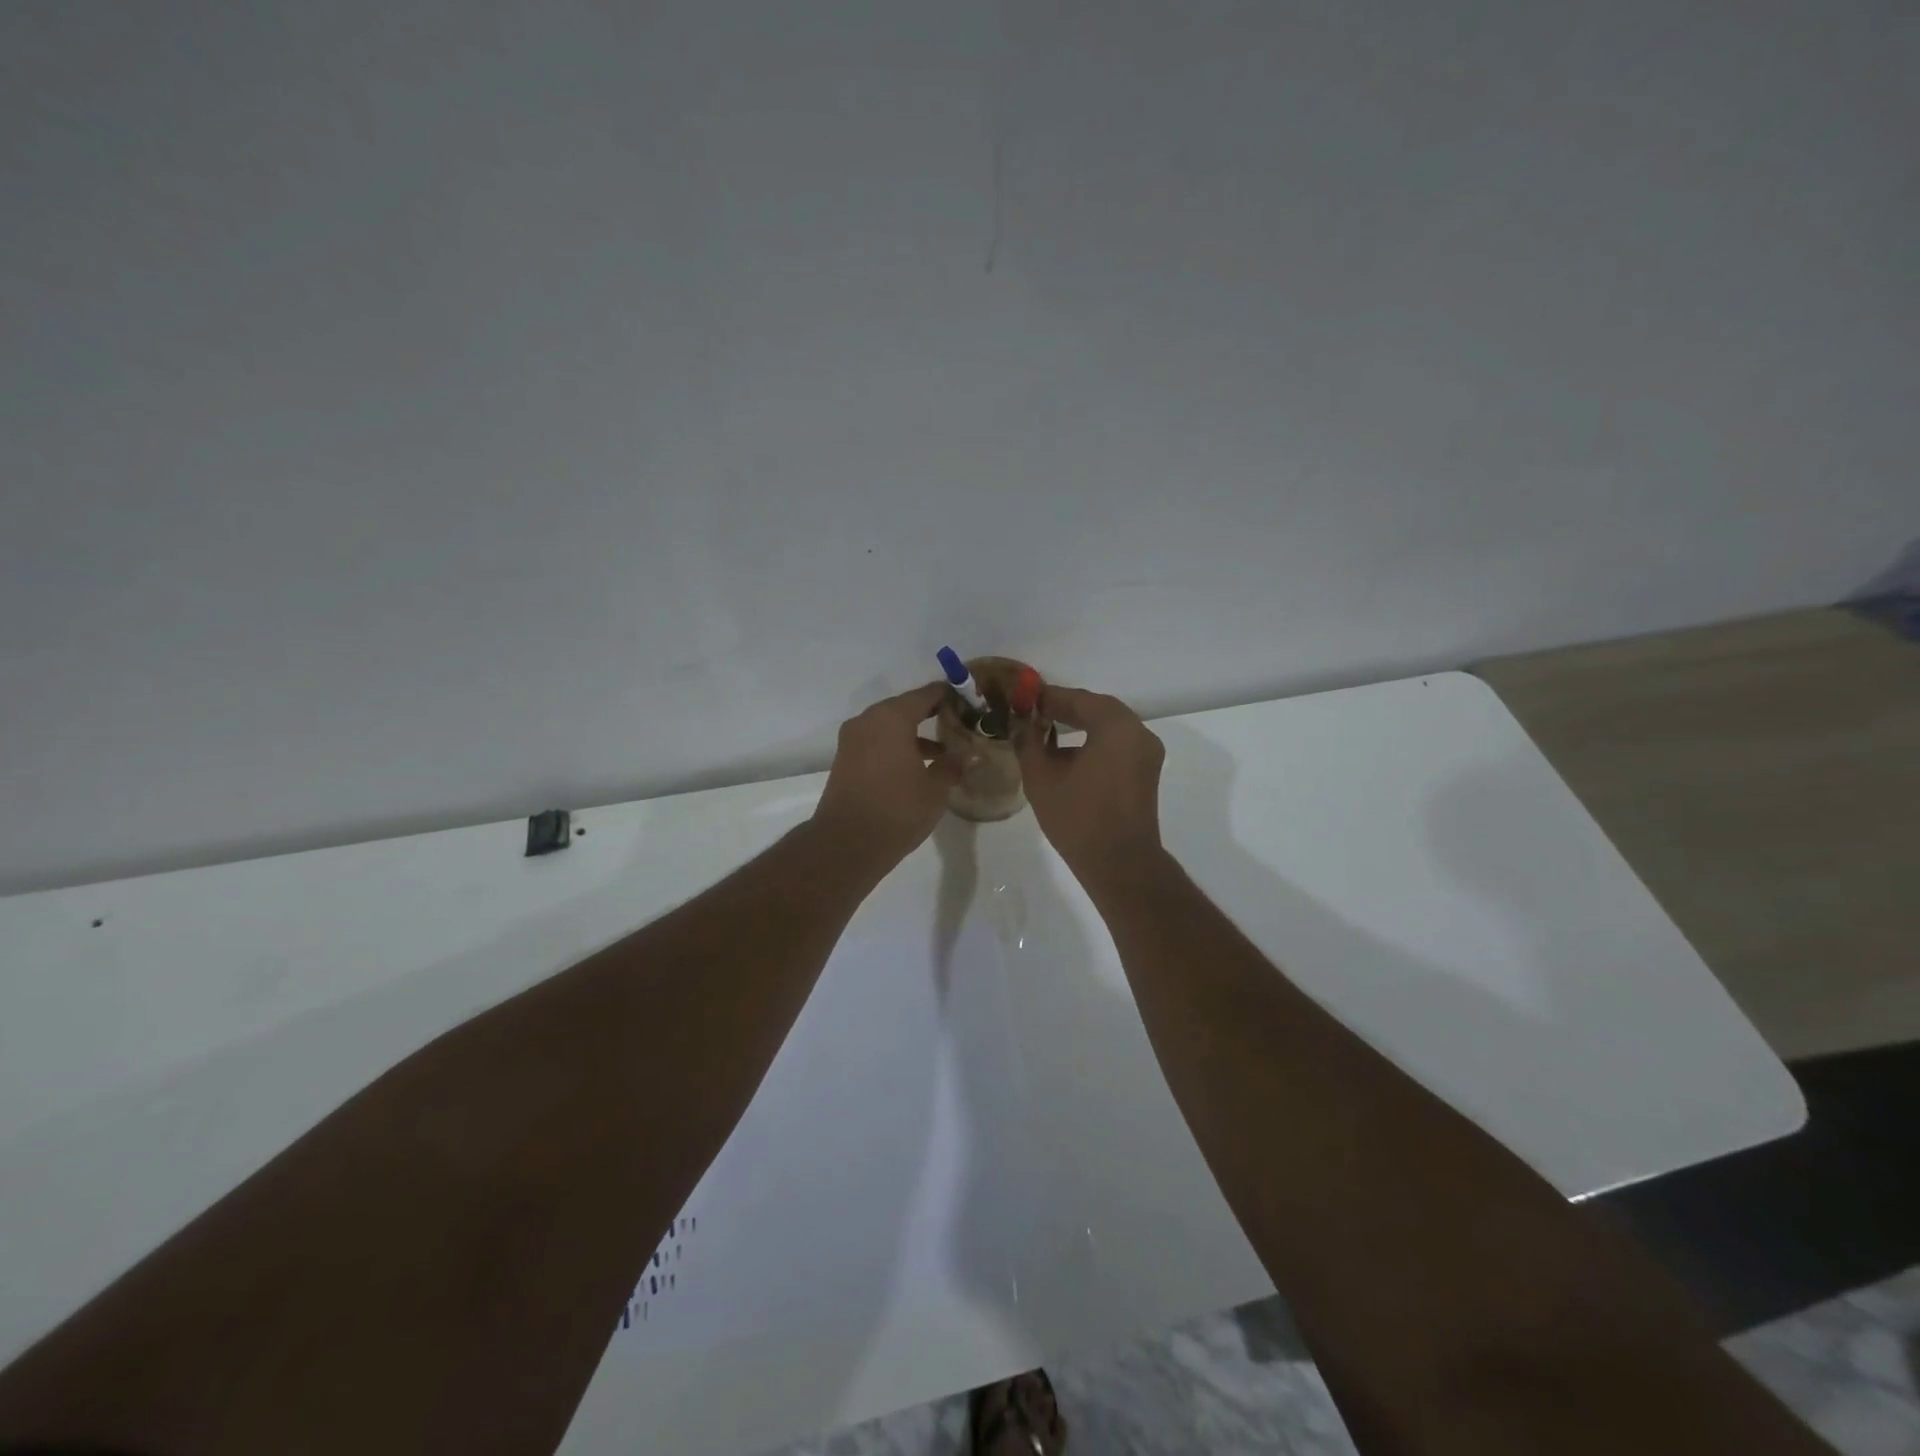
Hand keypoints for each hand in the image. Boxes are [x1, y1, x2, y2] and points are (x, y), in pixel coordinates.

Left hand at [810, 682, 958, 871]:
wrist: (847, 844)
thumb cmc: (897, 810)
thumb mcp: (935, 789)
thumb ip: (950, 765)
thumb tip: (961, 755)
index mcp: (891, 718)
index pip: (925, 695)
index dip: (948, 696)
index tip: (968, 700)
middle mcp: (868, 721)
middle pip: (904, 707)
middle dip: (931, 714)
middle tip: (958, 722)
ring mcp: (852, 740)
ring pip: (889, 726)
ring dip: (913, 733)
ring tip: (943, 749)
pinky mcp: (845, 760)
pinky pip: (876, 742)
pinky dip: (896, 746)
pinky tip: (917, 765)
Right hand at [1017, 685, 1166, 888]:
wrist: (1119, 864)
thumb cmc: (1078, 818)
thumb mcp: (1041, 777)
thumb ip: (1028, 741)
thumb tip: (1019, 722)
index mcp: (1116, 726)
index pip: (1077, 699)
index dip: (1046, 697)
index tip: (1022, 698)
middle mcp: (1138, 732)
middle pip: (1096, 708)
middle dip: (1064, 708)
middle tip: (1032, 712)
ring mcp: (1147, 752)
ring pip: (1108, 726)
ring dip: (1080, 724)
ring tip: (1046, 730)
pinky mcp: (1146, 771)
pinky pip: (1117, 743)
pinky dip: (1094, 740)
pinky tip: (1068, 753)